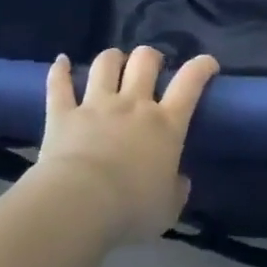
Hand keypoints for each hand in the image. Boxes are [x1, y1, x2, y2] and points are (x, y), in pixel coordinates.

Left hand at [31, 46, 218, 244]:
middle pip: (144, 61)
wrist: (79, 206)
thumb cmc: (131, 209)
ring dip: (112, 58)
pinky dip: (59, 71)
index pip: (190, 82)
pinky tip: (61, 62)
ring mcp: (96, 105)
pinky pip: (59, 86)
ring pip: (106, 64)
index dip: (201, 67)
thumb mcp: (168, 208)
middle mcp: (133, 105)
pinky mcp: (63, 115)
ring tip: (113, 62)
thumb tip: (181, 181)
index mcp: (166, 123)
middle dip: (150, 57)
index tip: (207, 63)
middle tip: (151, 66)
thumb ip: (177, 190)